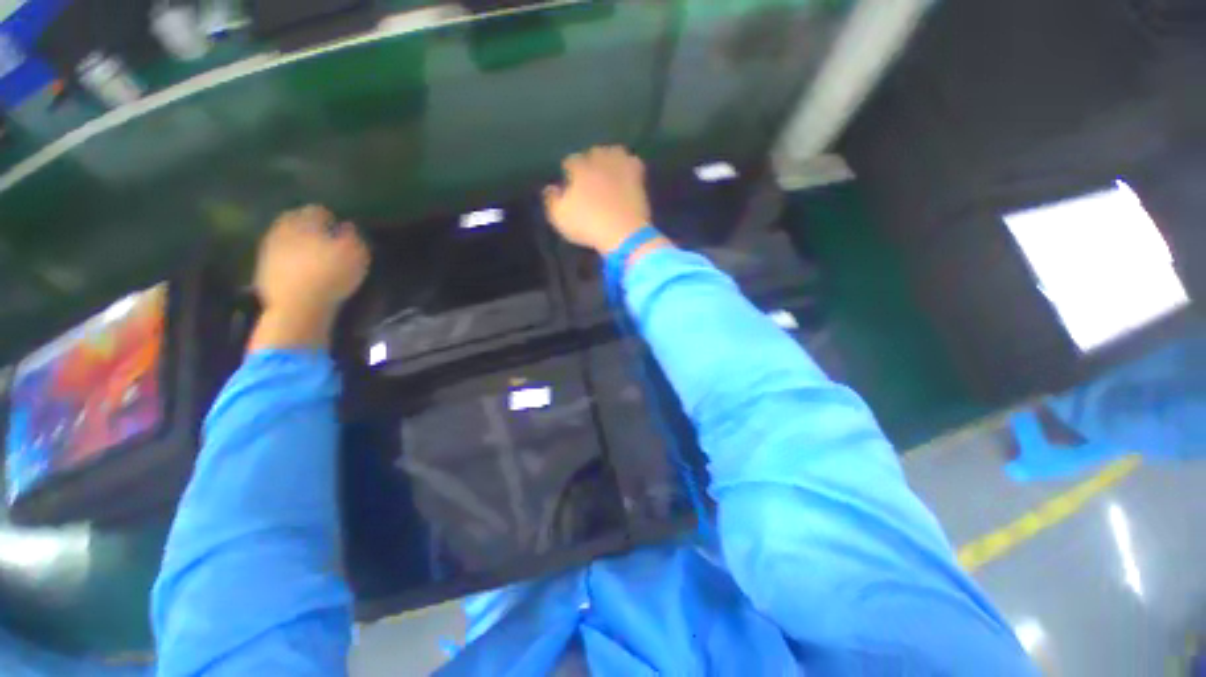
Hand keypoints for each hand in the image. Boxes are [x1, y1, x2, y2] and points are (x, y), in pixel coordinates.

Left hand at [248, 205, 369, 351]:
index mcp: (306, 221)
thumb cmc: (332, 274)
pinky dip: (287, 258)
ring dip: (296, 242)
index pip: (317, 210)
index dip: (329, 218)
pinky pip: (277, 256)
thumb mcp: (355, 254)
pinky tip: (298, 269)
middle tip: (323, 238)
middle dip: (307, 226)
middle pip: (295, 220)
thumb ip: (352, 237)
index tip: (338, 228)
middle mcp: (283, 228)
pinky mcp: (263, 268)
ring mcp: (269, 248)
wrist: (297, 305)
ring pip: (284, 237)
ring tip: (310, 254)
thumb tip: (347, 226)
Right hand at [543, 146, 653, 254]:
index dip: (569, 171)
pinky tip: (627, 173)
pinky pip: (633, 162)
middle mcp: (599, 160)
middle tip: (590, 178)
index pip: (571, 161)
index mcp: (579, 168)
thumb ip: (552, 200)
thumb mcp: (560, 217)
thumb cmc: (588, 225)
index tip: (569, 181)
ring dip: (610, 158)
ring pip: (614, 152)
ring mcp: (620, 166)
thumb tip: (550, 188)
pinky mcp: (638, 176)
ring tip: (608, 170)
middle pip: (593, 152)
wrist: (623, 232)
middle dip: (590, 162)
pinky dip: (629, 166)